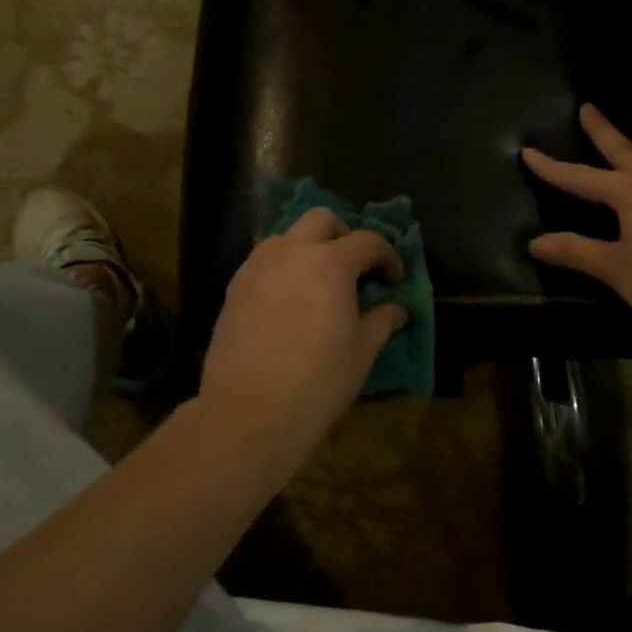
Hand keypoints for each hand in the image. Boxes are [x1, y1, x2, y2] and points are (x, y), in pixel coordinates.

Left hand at [199, 208, 409, 464]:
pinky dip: (282, 268)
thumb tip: (397, 309)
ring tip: (318, 281)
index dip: (388, 256)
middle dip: (344, 235)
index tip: (395, 279)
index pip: (368, 241)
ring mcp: (257, 267)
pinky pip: (263, 262)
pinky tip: (288, 300)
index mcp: (331, 263)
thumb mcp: (362, 351)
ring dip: (308, 247)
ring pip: (286, 237)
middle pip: (321, 220)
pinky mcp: (234, 288)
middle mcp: (292, 252)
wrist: (250, 412)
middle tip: (354, 267)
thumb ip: (382, 320)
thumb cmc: (319, 380)